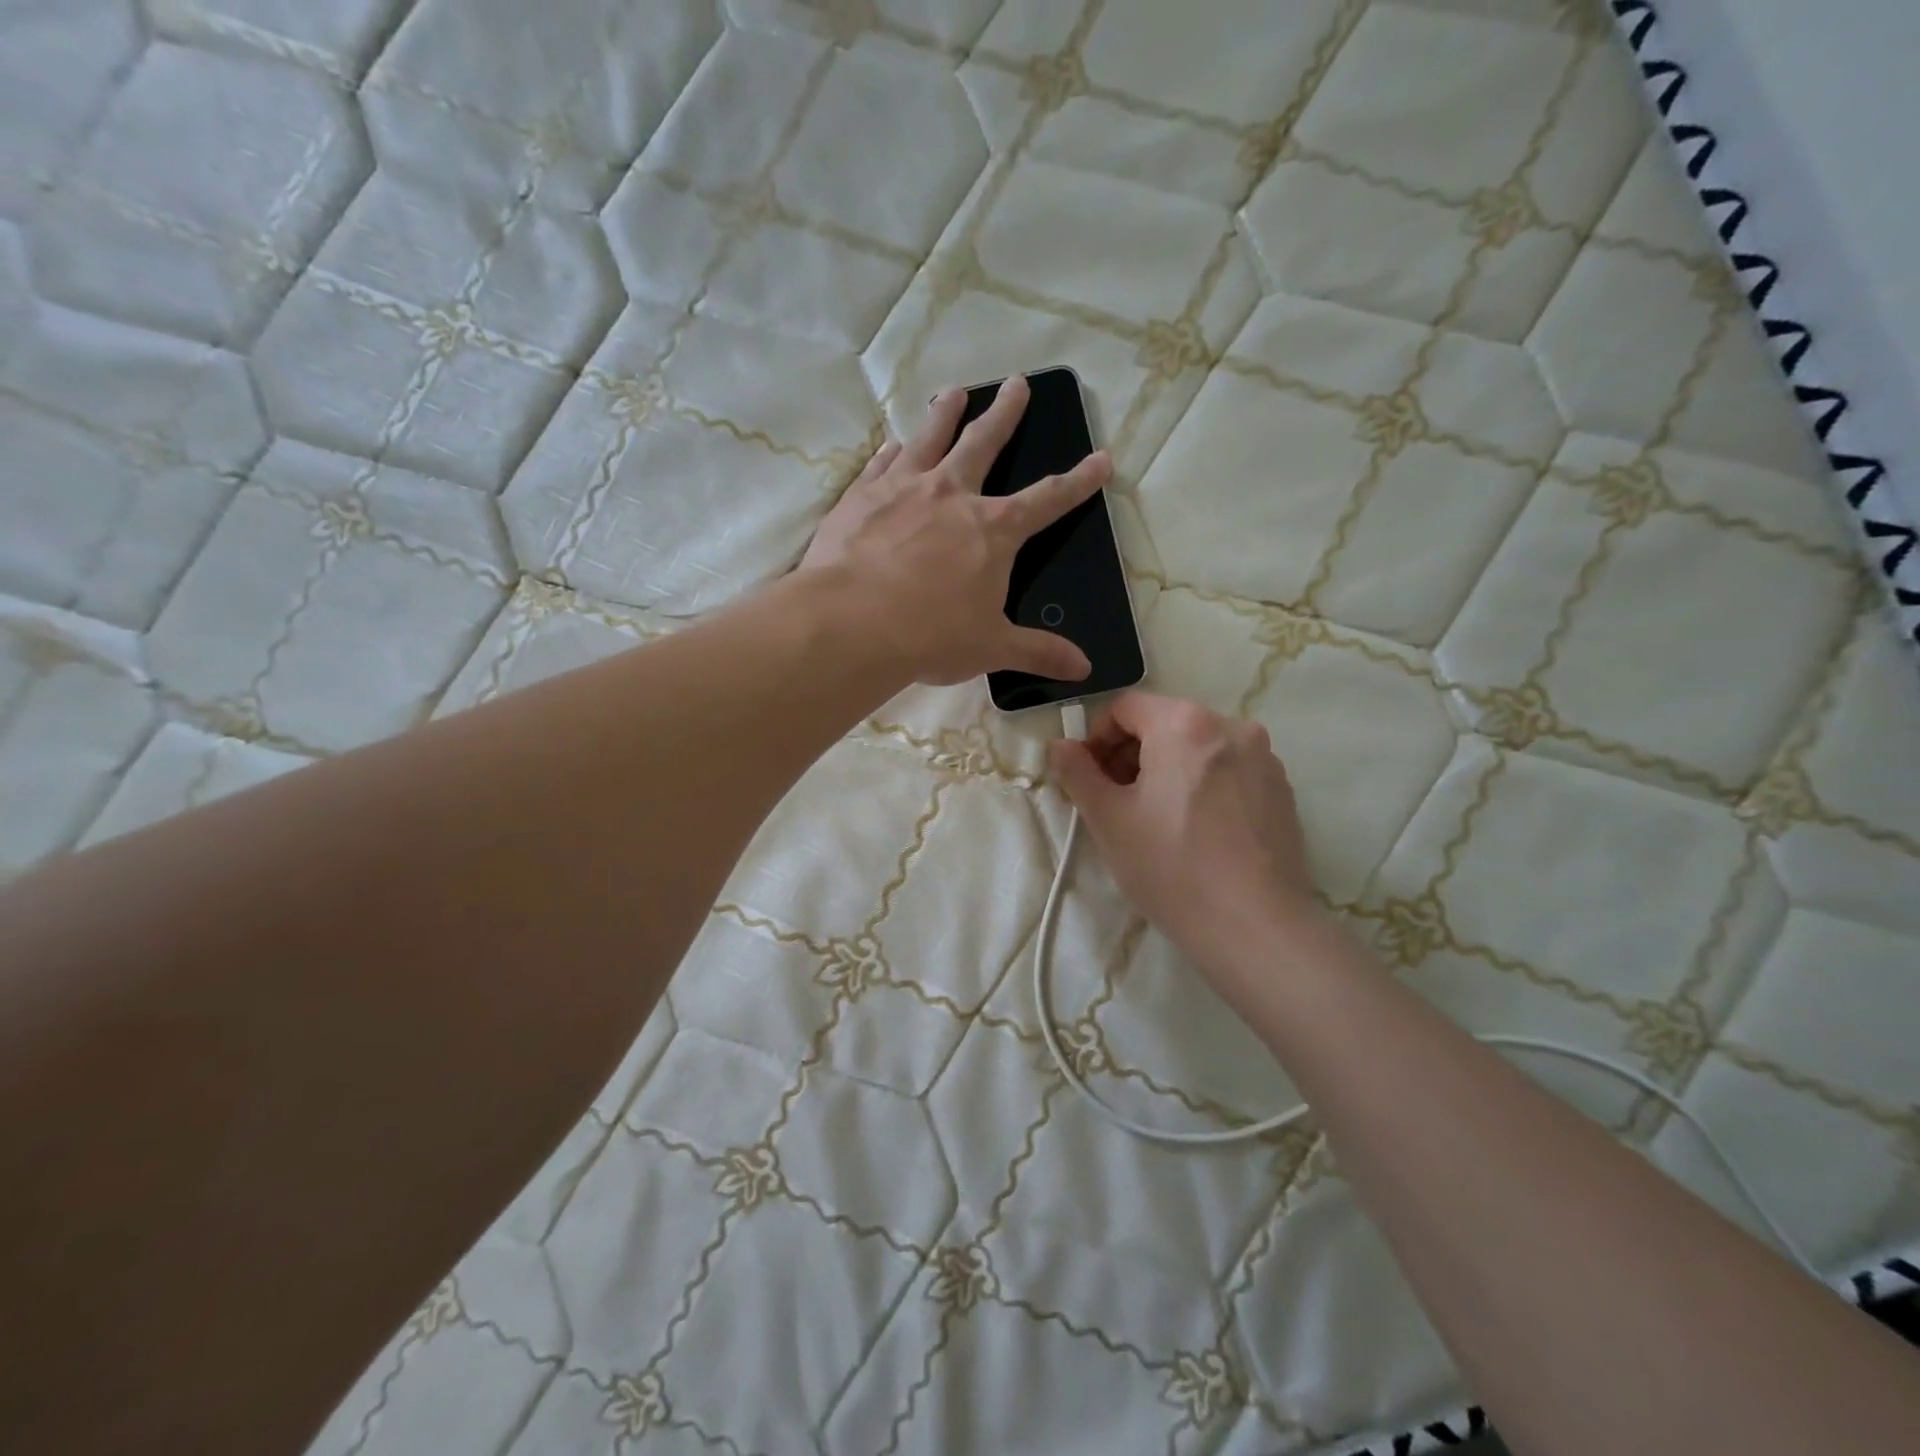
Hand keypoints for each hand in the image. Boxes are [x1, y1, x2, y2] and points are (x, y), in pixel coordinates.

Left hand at [801, 376, 1110, 685]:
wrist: (851, 623)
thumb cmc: (931, 636)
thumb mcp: (992, 648)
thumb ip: (1038, 652)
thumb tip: (1083, 669)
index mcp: (994, 530)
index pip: (1048, 500)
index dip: (1079, 481)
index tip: (1101, 458)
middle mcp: (952, 495)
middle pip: (984, 444)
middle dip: (1005, 414)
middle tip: (1016, 383)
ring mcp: (903, 488)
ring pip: (930, 438)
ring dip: (946, 414)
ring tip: (955, 393)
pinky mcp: (861, 496)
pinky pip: (882, 462)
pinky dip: (892, 450)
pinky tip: (893, 443)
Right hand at [1048, 692, 1319, 991]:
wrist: (1255, 927)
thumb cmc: (1171, 867)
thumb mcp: (1108, 819)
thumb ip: (1077, 772)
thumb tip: (1060, 745)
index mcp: (1184, 724)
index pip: (1125, 707)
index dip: (1096, 738)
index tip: (1089, 778)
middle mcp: (1230, 726)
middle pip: (1164, 723)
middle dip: (1131, 754)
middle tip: (1114, 801)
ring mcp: (1263, 758)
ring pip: (1197, 747)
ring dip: (1166, 769)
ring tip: (1155, 819)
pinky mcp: (1282, 789)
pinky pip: (1228, 770)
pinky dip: (1202, 784)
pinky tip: (1195, 831)